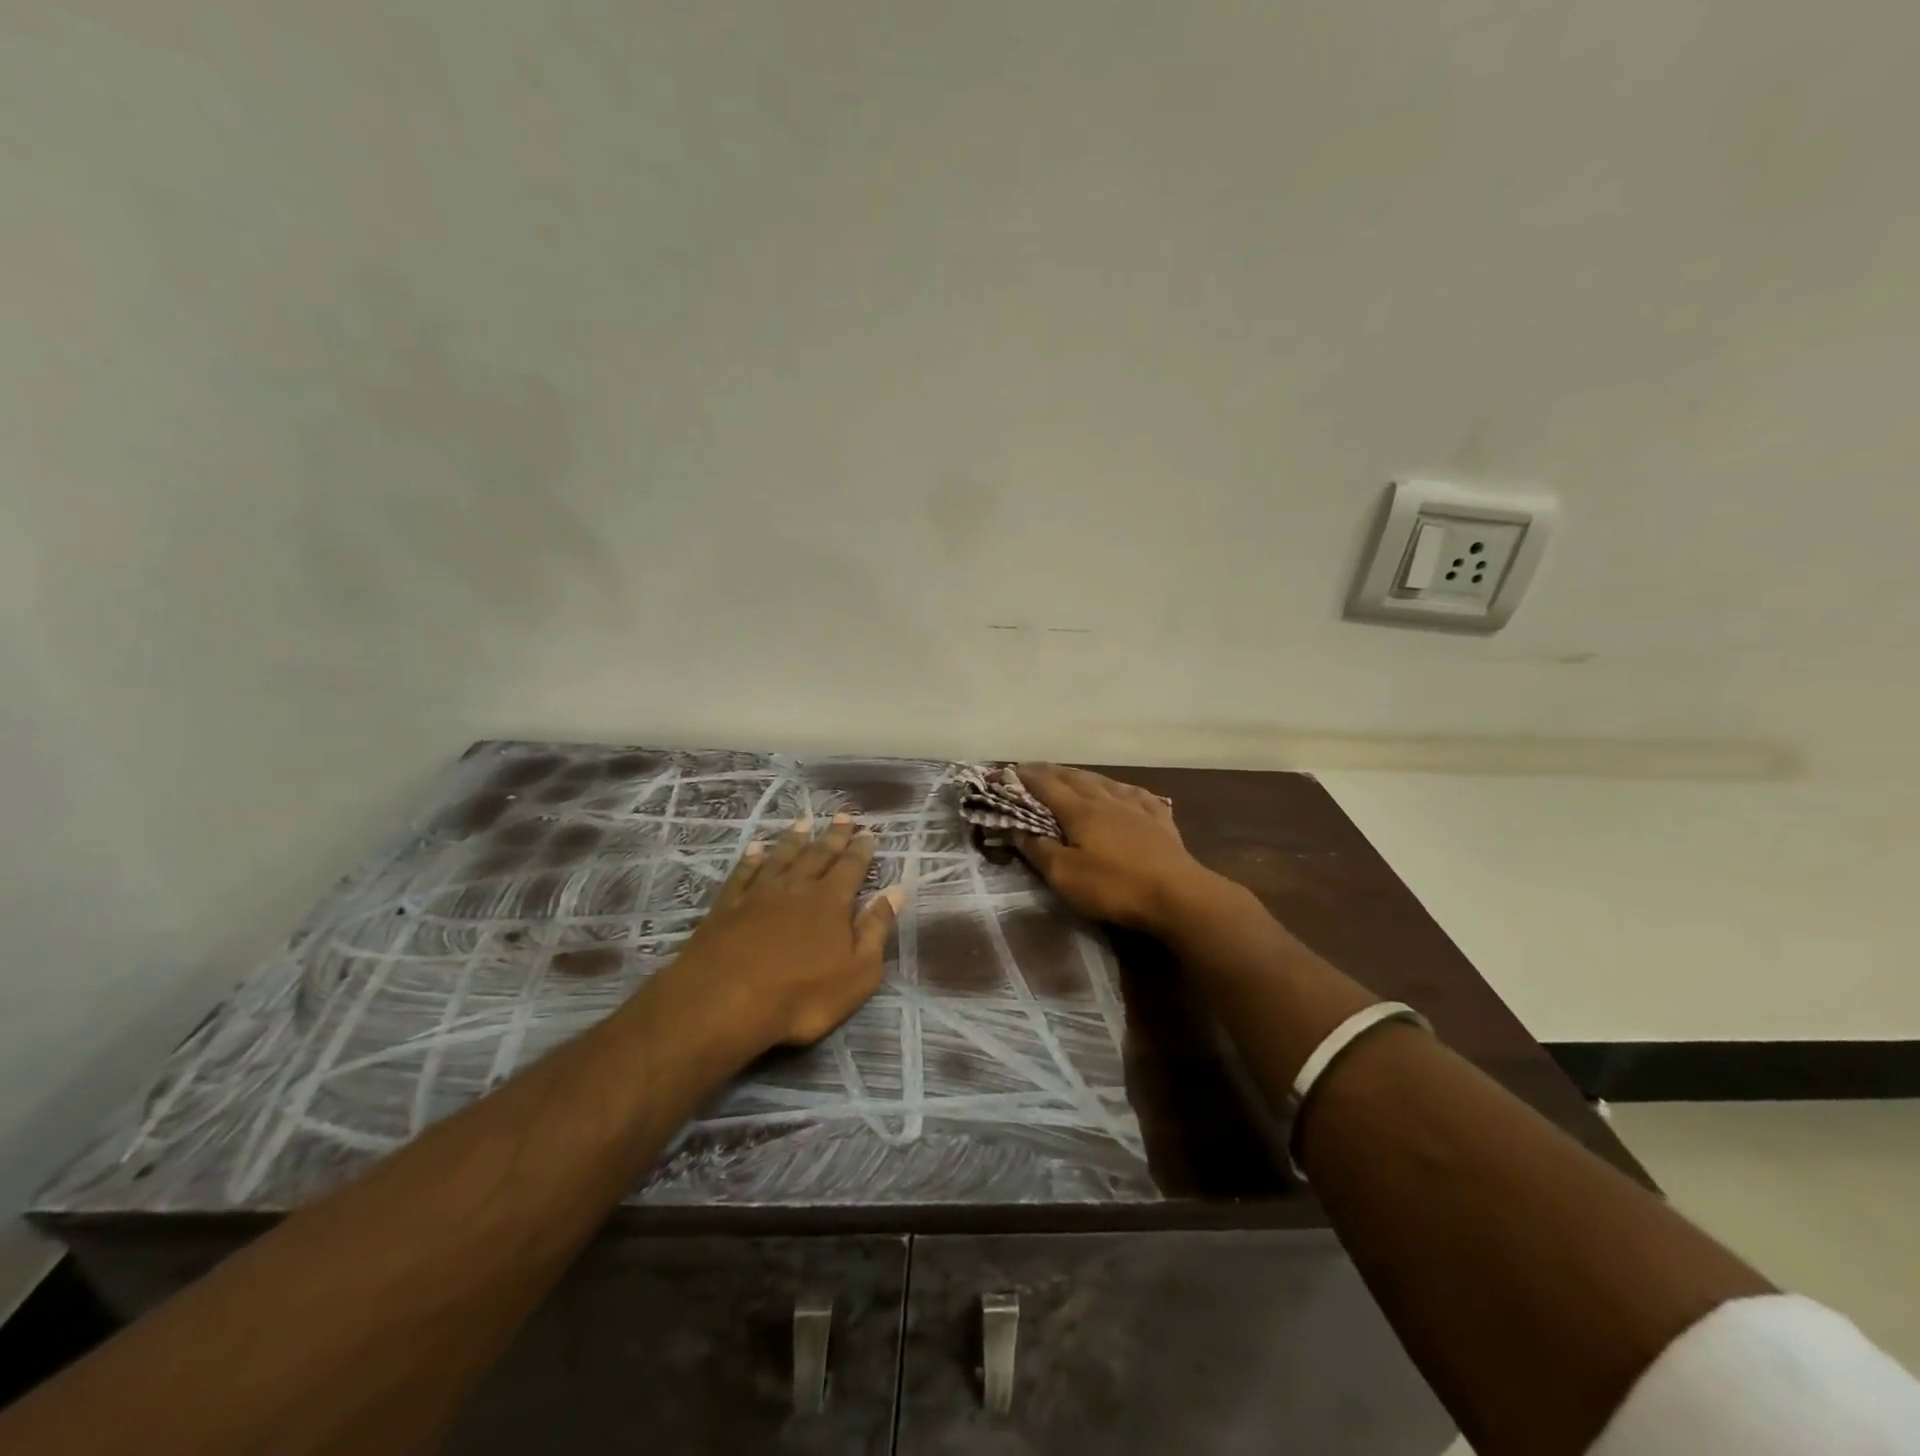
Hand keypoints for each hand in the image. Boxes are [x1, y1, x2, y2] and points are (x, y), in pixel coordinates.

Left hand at [664, 812, 905, 1048]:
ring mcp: (758, 894)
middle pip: (818, 854)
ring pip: (781, 857)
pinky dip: (751, 859)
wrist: (723, 1002)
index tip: (868, 832)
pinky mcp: (727, 907)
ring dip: (794, 839)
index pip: (851, 867)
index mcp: (831, 902)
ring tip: (804, 822)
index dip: (861, 850)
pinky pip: (743, 874)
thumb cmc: (801, 996)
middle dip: (833, 835)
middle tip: (843, 815)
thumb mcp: (857, 973)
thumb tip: (895, 892)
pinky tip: (755, 849)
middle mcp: (796, 888)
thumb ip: (876, 930)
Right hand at [1010, 764, 1218, 933]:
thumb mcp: (1065, 875)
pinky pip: (1136, 794)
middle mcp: (1106, 799)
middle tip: (1031, 769)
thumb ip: (1038, 849)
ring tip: (1070, 775)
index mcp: (1080, 811)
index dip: (1024, 777)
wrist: (1178, 895)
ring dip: (1081, 775)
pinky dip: (1121, 788)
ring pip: (1103, 781)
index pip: (1045, 785)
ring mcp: (1136, 807)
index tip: (1006, 771)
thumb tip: (1015, 828)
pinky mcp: (1160, 820)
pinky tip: (1123, 791)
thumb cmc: (1115, 886)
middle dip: (1049, 771)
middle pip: (1073, 778)